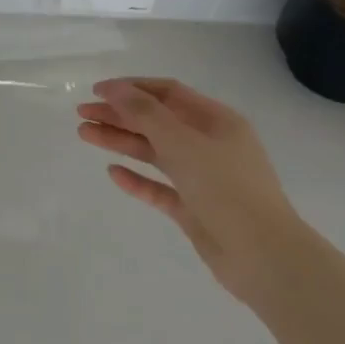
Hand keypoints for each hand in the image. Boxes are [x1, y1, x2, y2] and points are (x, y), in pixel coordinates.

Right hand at [77, 77, 306, 303]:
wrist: (262, 255)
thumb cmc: (225, 188)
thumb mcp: (181, 142)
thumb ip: (144, 113)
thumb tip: (113, 88)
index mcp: (217, 121)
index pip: (168, 93)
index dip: (131, 88)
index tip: (96, 91)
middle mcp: (210, 145)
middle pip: (157, 121)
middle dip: (119, 115)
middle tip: (82, 114)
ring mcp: (203, 178)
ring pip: (155, 153)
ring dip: (121, 141)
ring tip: (85, 135)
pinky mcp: (195, 208)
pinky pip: (160, 187)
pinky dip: (136, 179)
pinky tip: (112, 173)